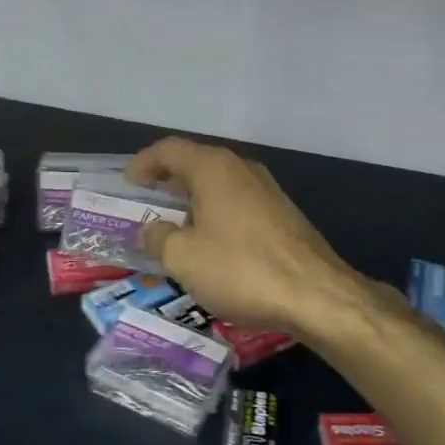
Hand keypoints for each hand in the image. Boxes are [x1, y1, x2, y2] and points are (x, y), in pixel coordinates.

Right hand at [129, 137, 373, 341]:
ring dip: (193, 199)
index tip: (128, 184)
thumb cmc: (241, 268)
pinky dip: (216, 214)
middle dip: (168, 181)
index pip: (169, 150)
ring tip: (174, 225)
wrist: (317, 295)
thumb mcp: (184, 257)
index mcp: (213, 168)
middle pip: (196, 162)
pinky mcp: (283, 214)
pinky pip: (237, 203)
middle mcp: (241, 168)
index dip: (144, 163)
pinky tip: (211, 243)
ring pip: (219, 184)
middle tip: (146, 203)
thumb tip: (152, 230)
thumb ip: (158, 238)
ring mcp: (267, 190)